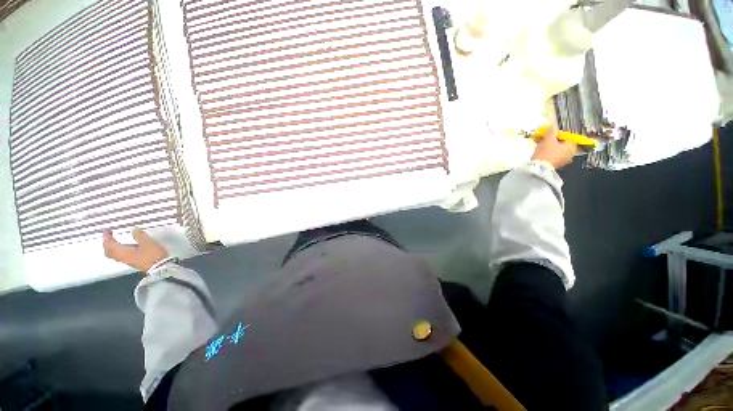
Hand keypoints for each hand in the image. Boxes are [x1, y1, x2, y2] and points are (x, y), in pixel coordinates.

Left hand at [102, 227, 168, 272]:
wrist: (161, 267)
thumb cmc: (153, 255)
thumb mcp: (147, 242)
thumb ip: (139, 235)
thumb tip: (134, 229)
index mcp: (123, 252)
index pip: (109, 244)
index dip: (107, 237)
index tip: (107, 231)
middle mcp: (122, 257)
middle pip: (109, 251)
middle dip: (107, 243)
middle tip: (109, 236)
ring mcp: (128, 261)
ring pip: (114, 255)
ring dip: (112, 247)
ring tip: (115, 241)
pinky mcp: (134, 262)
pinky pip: (121, 256)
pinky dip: (119, 251)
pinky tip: (125, 248)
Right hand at [531, 126, 576, 168]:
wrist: (539, 167)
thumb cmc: (546, 153)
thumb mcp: (548, 139)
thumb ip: (551, 131)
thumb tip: (553, 126)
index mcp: (571, 146)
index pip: (567, 136)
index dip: (558, 134)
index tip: (550, 133)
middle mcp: (570, 153)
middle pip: (563, 143)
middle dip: (553, 140)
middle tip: (545, 138)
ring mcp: (563, 160)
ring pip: (558, 149)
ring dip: (550, 146)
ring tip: (541, 144)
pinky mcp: (556, 164)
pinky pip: (554, 155)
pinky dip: (549, 152)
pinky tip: (541, 151)